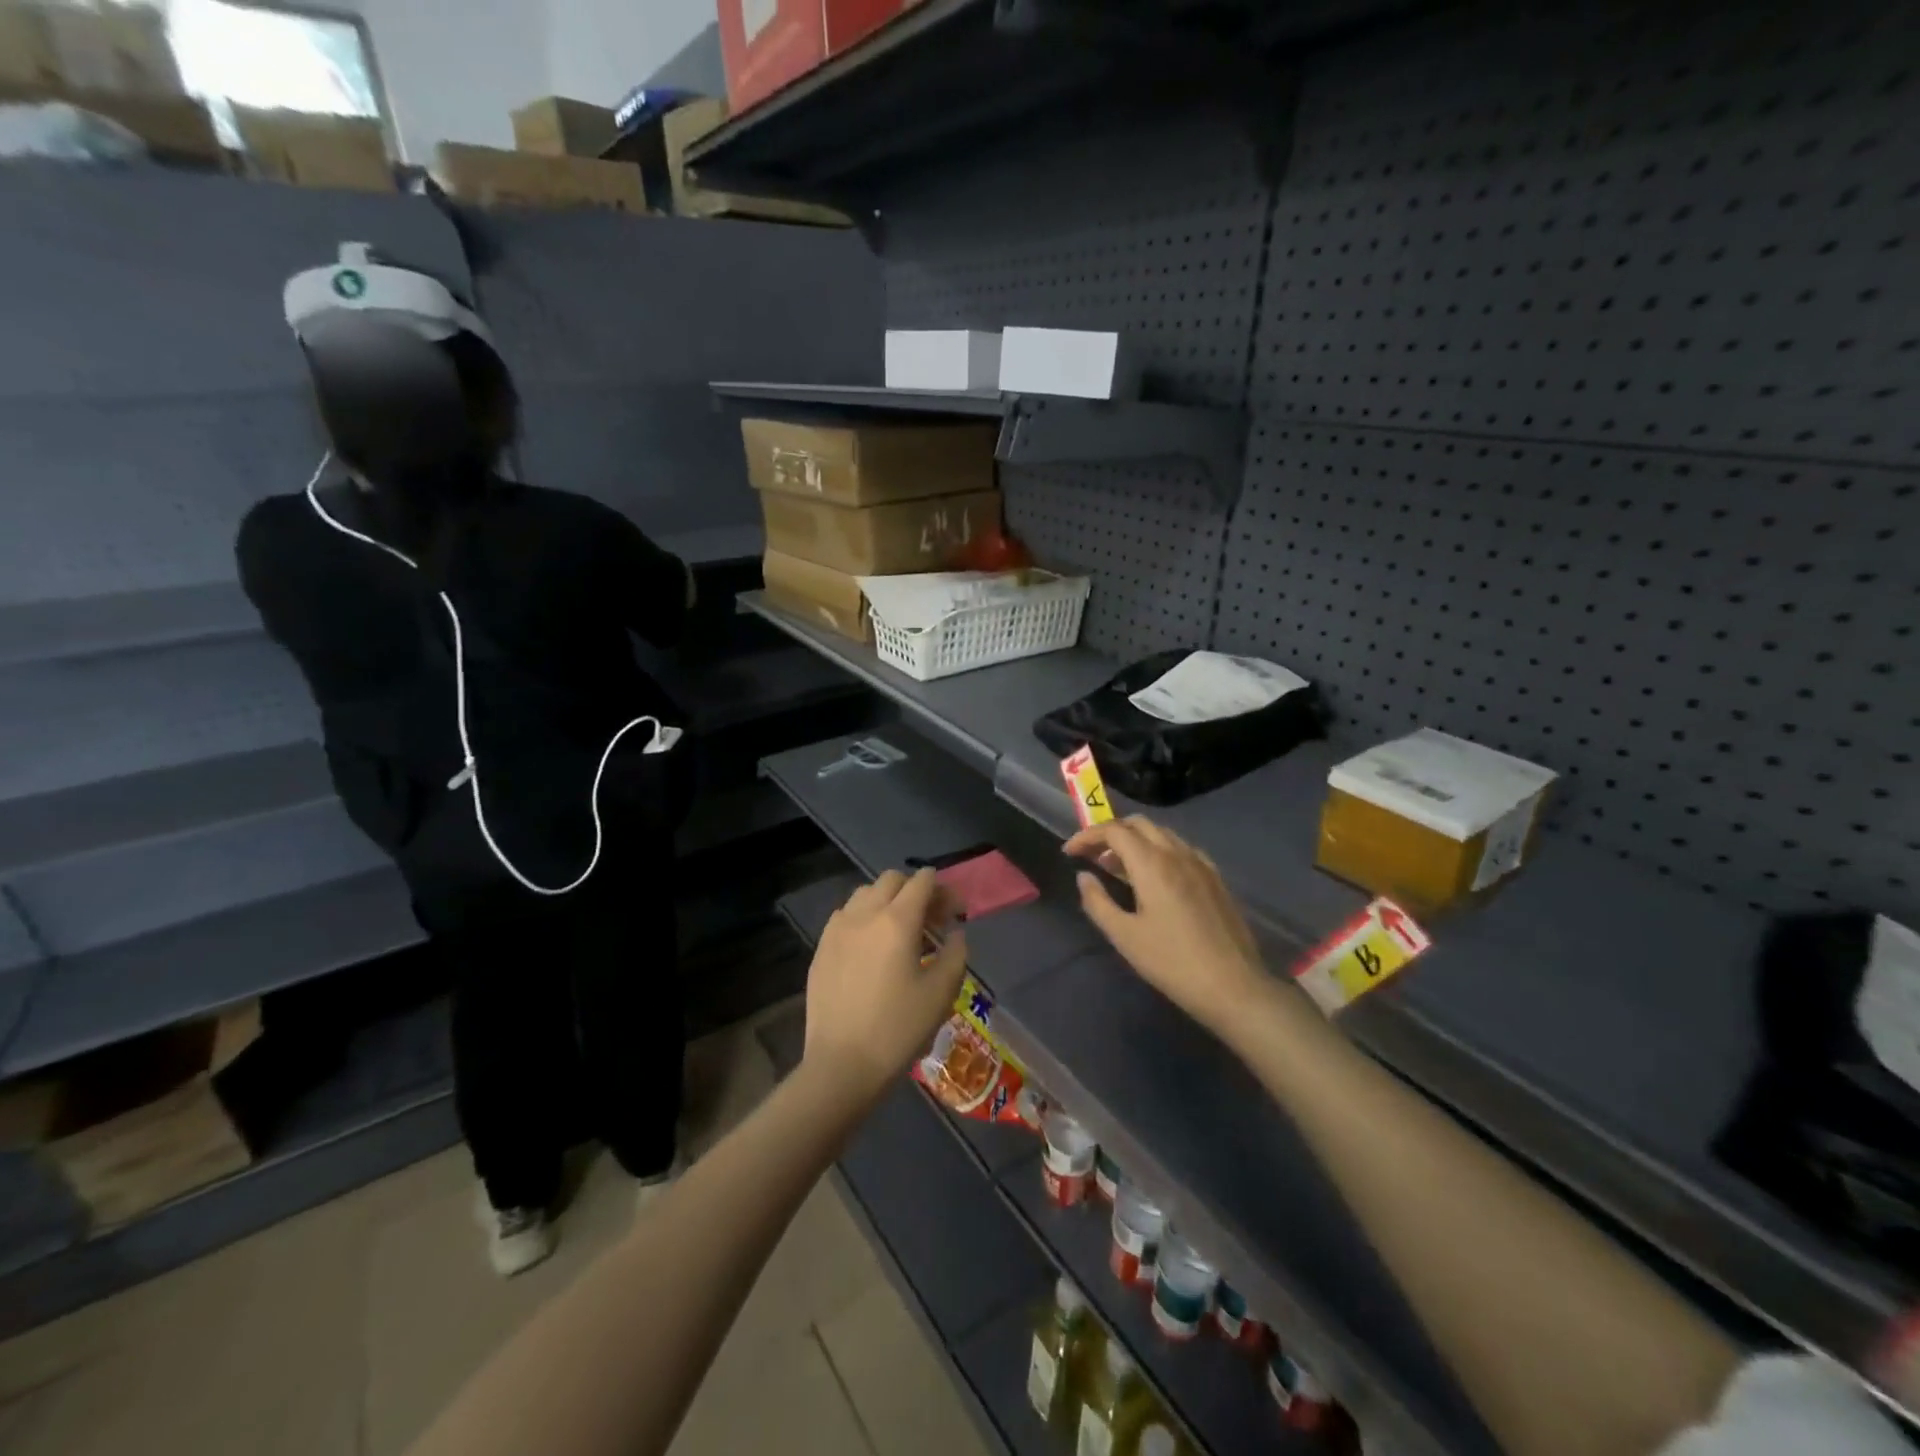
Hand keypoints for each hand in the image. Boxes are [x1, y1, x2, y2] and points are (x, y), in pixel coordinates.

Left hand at [802, 868, 967, 1102]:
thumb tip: (955, 934)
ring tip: (900, 931)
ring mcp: (837, 929)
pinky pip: (845, 916)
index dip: (943, 890)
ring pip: (865, 894)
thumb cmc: (898, 1029)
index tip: (955, 913)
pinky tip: (871, 947)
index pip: (922, 881)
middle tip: (931, 920)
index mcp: (897, 920)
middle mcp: (864, 914)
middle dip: (915, 890)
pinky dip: (864, 918)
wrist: (842, 1064)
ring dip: (887, 901)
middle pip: (892, 880)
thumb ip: (955, 954)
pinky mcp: (821, 948)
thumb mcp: (941, 993)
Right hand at [1065, 818, 1268, 1034]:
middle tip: (1092, 856)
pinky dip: (1159, 850)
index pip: (1114, 830)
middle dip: (1110, 833)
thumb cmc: (1172, 962)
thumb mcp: (1125, 936)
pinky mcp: (1215, 878)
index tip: (1070, 852)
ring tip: (1118, 867)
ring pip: (1162, 834)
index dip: (1087, 836)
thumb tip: (1084, 877)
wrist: (1233, 986)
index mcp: (1152, 864)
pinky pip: (1181, 849)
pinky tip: (1155, 877)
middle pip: (1138, 824)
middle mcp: (1177, 854)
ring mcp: (1200, 864)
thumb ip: (1098, 902)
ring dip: (1134, 840)